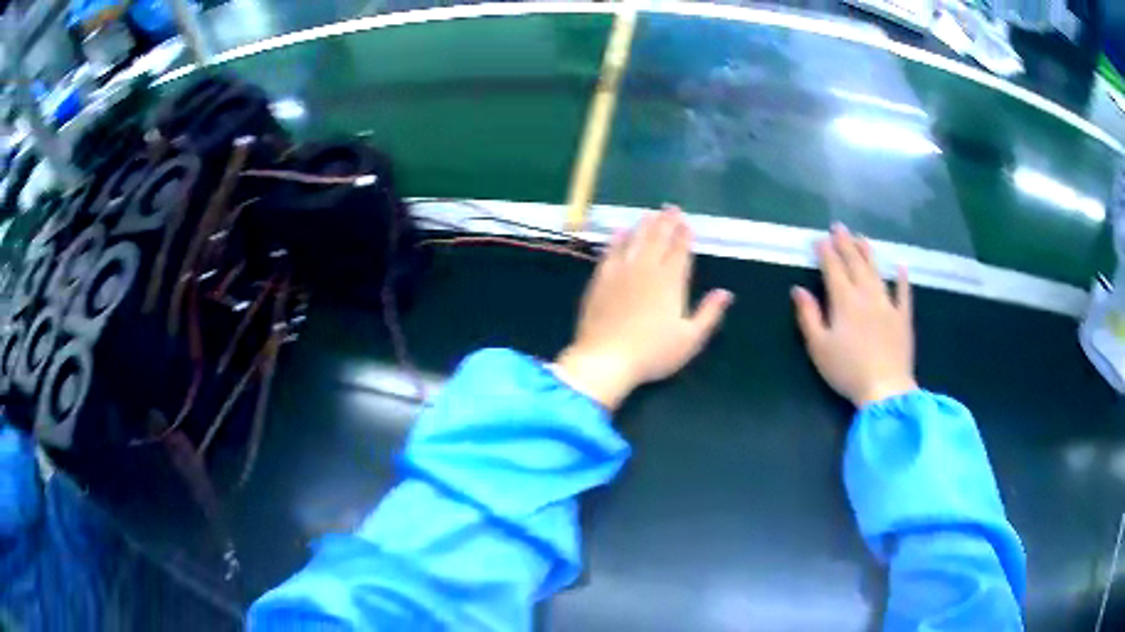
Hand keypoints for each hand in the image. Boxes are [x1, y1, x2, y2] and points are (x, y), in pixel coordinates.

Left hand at [555, 207, 732, 409]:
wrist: (605, 359)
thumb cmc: (652, 353)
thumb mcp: (690, 339)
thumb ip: (709, 313)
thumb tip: (726, 293)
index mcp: (670, 282)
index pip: (680, 251)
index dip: (684, 235)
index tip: (686, 221)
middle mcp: (647, 269)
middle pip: (658, 239)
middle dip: (666, 222)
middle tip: (670, 208)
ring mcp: (621, 272)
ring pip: (635, 240)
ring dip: (644, 225)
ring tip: (650, 213)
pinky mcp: (601, 279)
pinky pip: (611, 251)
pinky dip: (617, 239)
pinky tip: (620, 231)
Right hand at [792, 224, 916, 407]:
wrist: (885, 389)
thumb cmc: (847, 371)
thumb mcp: (819, 347)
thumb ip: (809, 316)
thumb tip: (798, 290)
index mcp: (844, 301)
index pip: (833, 269)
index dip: (825, 252)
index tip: (819, 239)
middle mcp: (867, 295)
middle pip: (855, 264)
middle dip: (845, 244)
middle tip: (839, 227)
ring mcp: (888, 304)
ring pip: (877, 272)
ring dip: (868, 253)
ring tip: (861, 238)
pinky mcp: (903, 318)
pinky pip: (904, 293)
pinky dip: (903, 279)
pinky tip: (901, 267)